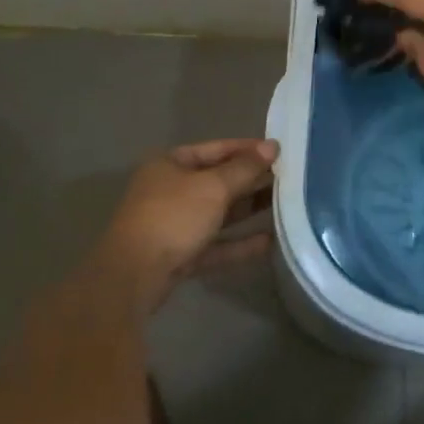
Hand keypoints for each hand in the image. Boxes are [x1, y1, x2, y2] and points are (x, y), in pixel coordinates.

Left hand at [96, 139, 278, 308]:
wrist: (133, 276)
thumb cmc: (173, 217)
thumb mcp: (213, 187)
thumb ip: (245, 168)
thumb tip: (272, 147)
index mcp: (170, 164)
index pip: (216, 149)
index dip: (248, 149)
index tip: (280, 152)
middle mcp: (170, 191)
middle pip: (218, 181)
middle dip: (252, 180)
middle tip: (289, 178)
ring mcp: (174, 225)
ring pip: (219, 213)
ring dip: (249, 210)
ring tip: (285, 205)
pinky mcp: (180, 256)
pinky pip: (215, 244)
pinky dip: (239, 242)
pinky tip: (269, 241)